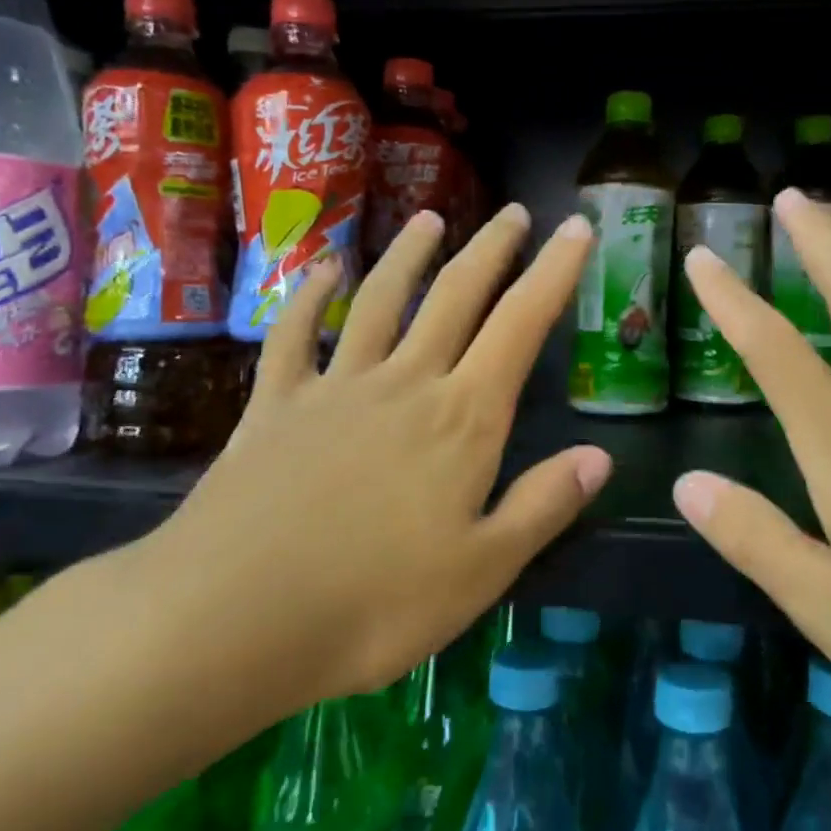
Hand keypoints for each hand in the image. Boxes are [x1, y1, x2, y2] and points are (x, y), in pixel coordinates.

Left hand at [117, 205, 609, 745]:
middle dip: (491, 249)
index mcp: (462, 420)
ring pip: (382, 301)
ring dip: (408, 255)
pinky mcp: (275, 405)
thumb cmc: (374, 605)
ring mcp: (335, 387)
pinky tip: (320, 271)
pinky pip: (294, 336)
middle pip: (455, 297)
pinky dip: (309, 297)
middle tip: (514, 212)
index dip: (554, 274)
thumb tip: (598, 458)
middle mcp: (405, 383)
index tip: (576, 229)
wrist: (232, 618)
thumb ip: (541, 507)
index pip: (520, 327)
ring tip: (429, 218)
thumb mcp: (481, 571)